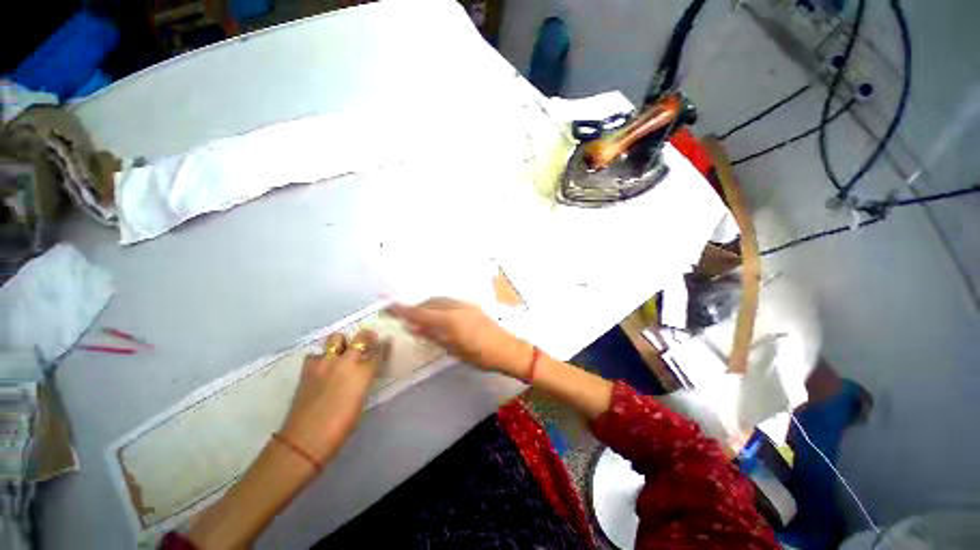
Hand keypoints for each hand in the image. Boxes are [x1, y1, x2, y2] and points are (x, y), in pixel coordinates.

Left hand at [280, 330, 383, 462]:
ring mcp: (325, 363)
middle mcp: (345, 362)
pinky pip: (316, 354)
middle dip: (365, 337)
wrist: (305, 439)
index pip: (377, 351)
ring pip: (336, 338)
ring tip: (341, 352)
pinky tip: (322, 367)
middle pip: (360, 337)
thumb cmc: (341, 426)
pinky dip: (321, 357)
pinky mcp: (307, 369)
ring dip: (341, 343)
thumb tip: (364, 373)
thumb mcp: (361, 401)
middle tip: (366, 341)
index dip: (382, 346)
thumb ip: (364, 381)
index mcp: (362, 373)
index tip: (384, 343)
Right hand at [388, 298, 532, 377]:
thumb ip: (434, 336)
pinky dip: (439, 305)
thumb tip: (415, 327)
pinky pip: (450, 301)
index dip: (404, 310)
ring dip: (428, 305)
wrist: (507, 349)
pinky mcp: (473, 306)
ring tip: (421, 316)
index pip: (421, 312)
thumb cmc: (481, 356)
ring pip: (441, 300)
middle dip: (416, 307)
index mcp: (450, 320)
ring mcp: (466, 305)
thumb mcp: (454, 350)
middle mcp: (457, 307)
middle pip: (430, 302)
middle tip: (405, 316)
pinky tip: (439, 315)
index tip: (389, 306)